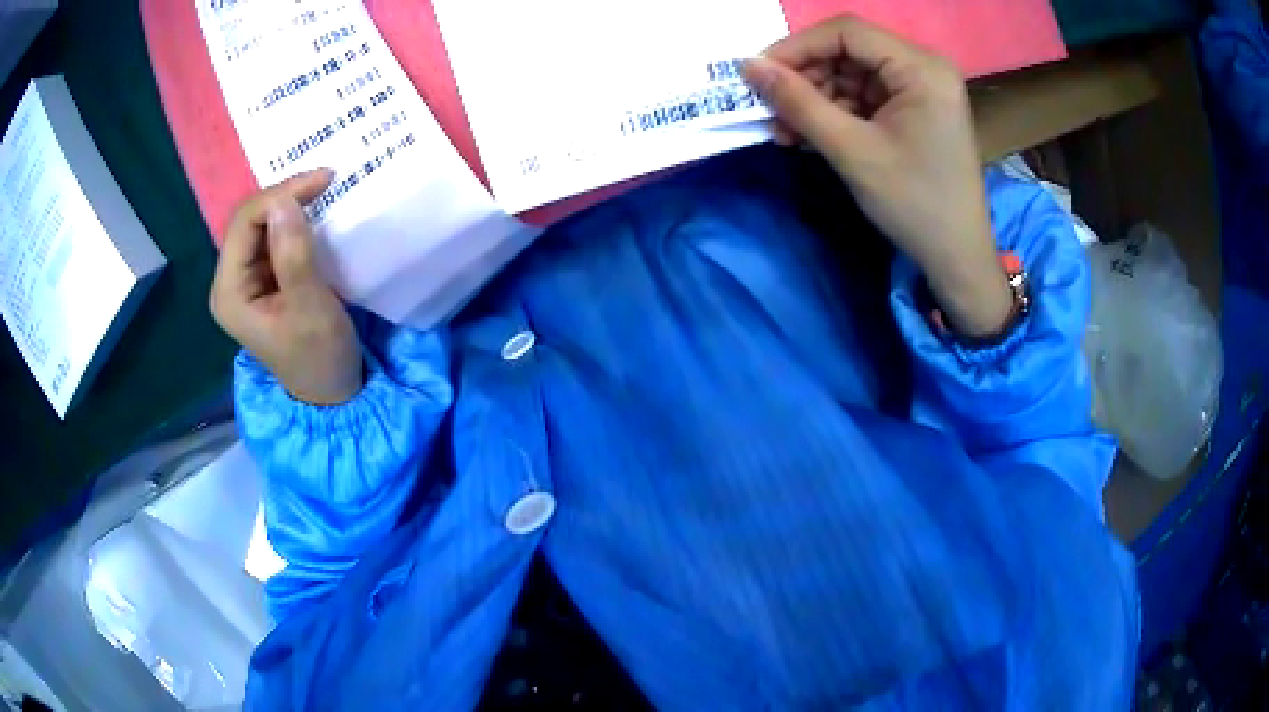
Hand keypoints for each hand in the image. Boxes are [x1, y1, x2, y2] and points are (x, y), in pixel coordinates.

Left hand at [210, 169, 362, 404]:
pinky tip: (314, 213)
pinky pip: (272, 238)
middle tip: (326, 181)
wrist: (330, 392)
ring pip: (260, 224)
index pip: (244, 224)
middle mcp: (230, 281)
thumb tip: (284, 202)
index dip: (280, 195)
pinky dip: (294, 221)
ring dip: (289, 205)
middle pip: (248, 220)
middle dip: (284, 196)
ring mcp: (245, 280)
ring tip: (323, 191)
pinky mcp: (262, 280)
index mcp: (230, 292)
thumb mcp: (311, 309)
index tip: (324, 180)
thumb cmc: (320, 357)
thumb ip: (294, 257)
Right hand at [744, 16, 1011, 337]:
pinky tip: (811, 137)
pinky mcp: (915, 110)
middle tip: (771, 111)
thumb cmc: (913, 203)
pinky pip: (865, 98)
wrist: (957, 257)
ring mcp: (921, 89)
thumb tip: (748, 66)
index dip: (797, 47)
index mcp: (922, 68)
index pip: (847, 32)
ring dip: (816, 99)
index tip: (759, 74)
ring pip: (852, 76)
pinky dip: (836, 114)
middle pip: (849, 52)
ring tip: (786, 133)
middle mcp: (925, 67)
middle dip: (805, 79)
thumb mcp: (851, 150)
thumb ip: (797, 102)